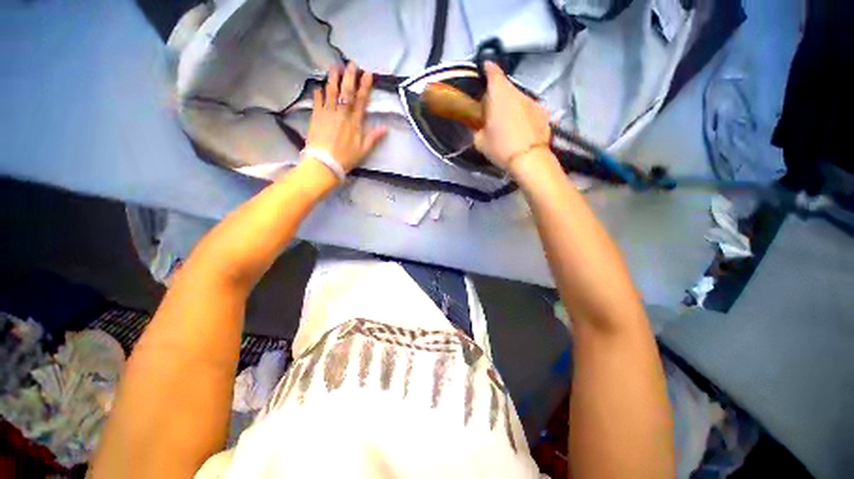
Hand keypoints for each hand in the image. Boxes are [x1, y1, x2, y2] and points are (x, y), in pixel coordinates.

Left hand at [306, 62, 387, 173]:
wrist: (323, 163)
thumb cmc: (345, 158)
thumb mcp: (363, 150)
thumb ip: (373, 138)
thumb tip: (385, 128)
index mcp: (354, 122)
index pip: (361, 100)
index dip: (364, 86)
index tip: (367, 74)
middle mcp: (341, 114)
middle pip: (346, 92)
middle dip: (350, 77)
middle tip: (352, 64)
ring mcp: (327, 113)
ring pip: (331, 92)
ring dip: (334, 79)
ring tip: (335, 67)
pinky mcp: (316, 116)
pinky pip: (317, 101)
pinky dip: (319, 93)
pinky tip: (320, 86)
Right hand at [474, 61, 550, 170]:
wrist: (529, 159)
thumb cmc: (501, 147)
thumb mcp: (479, 141)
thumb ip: (477, 128)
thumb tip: (479, 126)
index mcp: (499, 94)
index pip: (493, 71)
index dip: (488, 68)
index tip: (485, 67)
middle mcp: (518, 92)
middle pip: (506, 88)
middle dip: (498, 96)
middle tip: (491, 112)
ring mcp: (533, 102)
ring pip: (518, 99)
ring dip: (512, 106)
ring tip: (507, 124)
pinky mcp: (544, 113)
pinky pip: (529, 110)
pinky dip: (523, 115)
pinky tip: (521, 130)